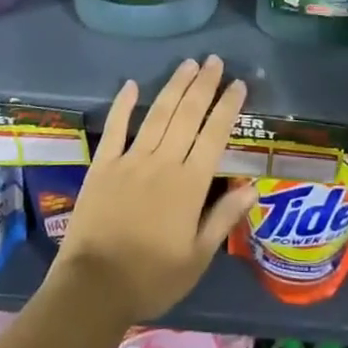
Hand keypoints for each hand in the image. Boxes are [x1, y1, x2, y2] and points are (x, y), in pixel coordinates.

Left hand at [53, 56, 257, 324]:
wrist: (94, 287)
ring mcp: (130, 160)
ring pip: (157, 114)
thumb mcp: (197, 257)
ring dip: (174, 87)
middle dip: (203, 86)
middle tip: (214, 61)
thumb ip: (223, 218)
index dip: (227, 107)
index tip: (237, 84)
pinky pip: (115, 128)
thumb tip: (252, 187)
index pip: (214, 135)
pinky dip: (123, 104)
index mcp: (190, 185)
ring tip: (188, 64)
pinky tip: (131, 84)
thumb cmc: (152, 278)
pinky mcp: (103, 165)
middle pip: (187, 115)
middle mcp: (163, 163)